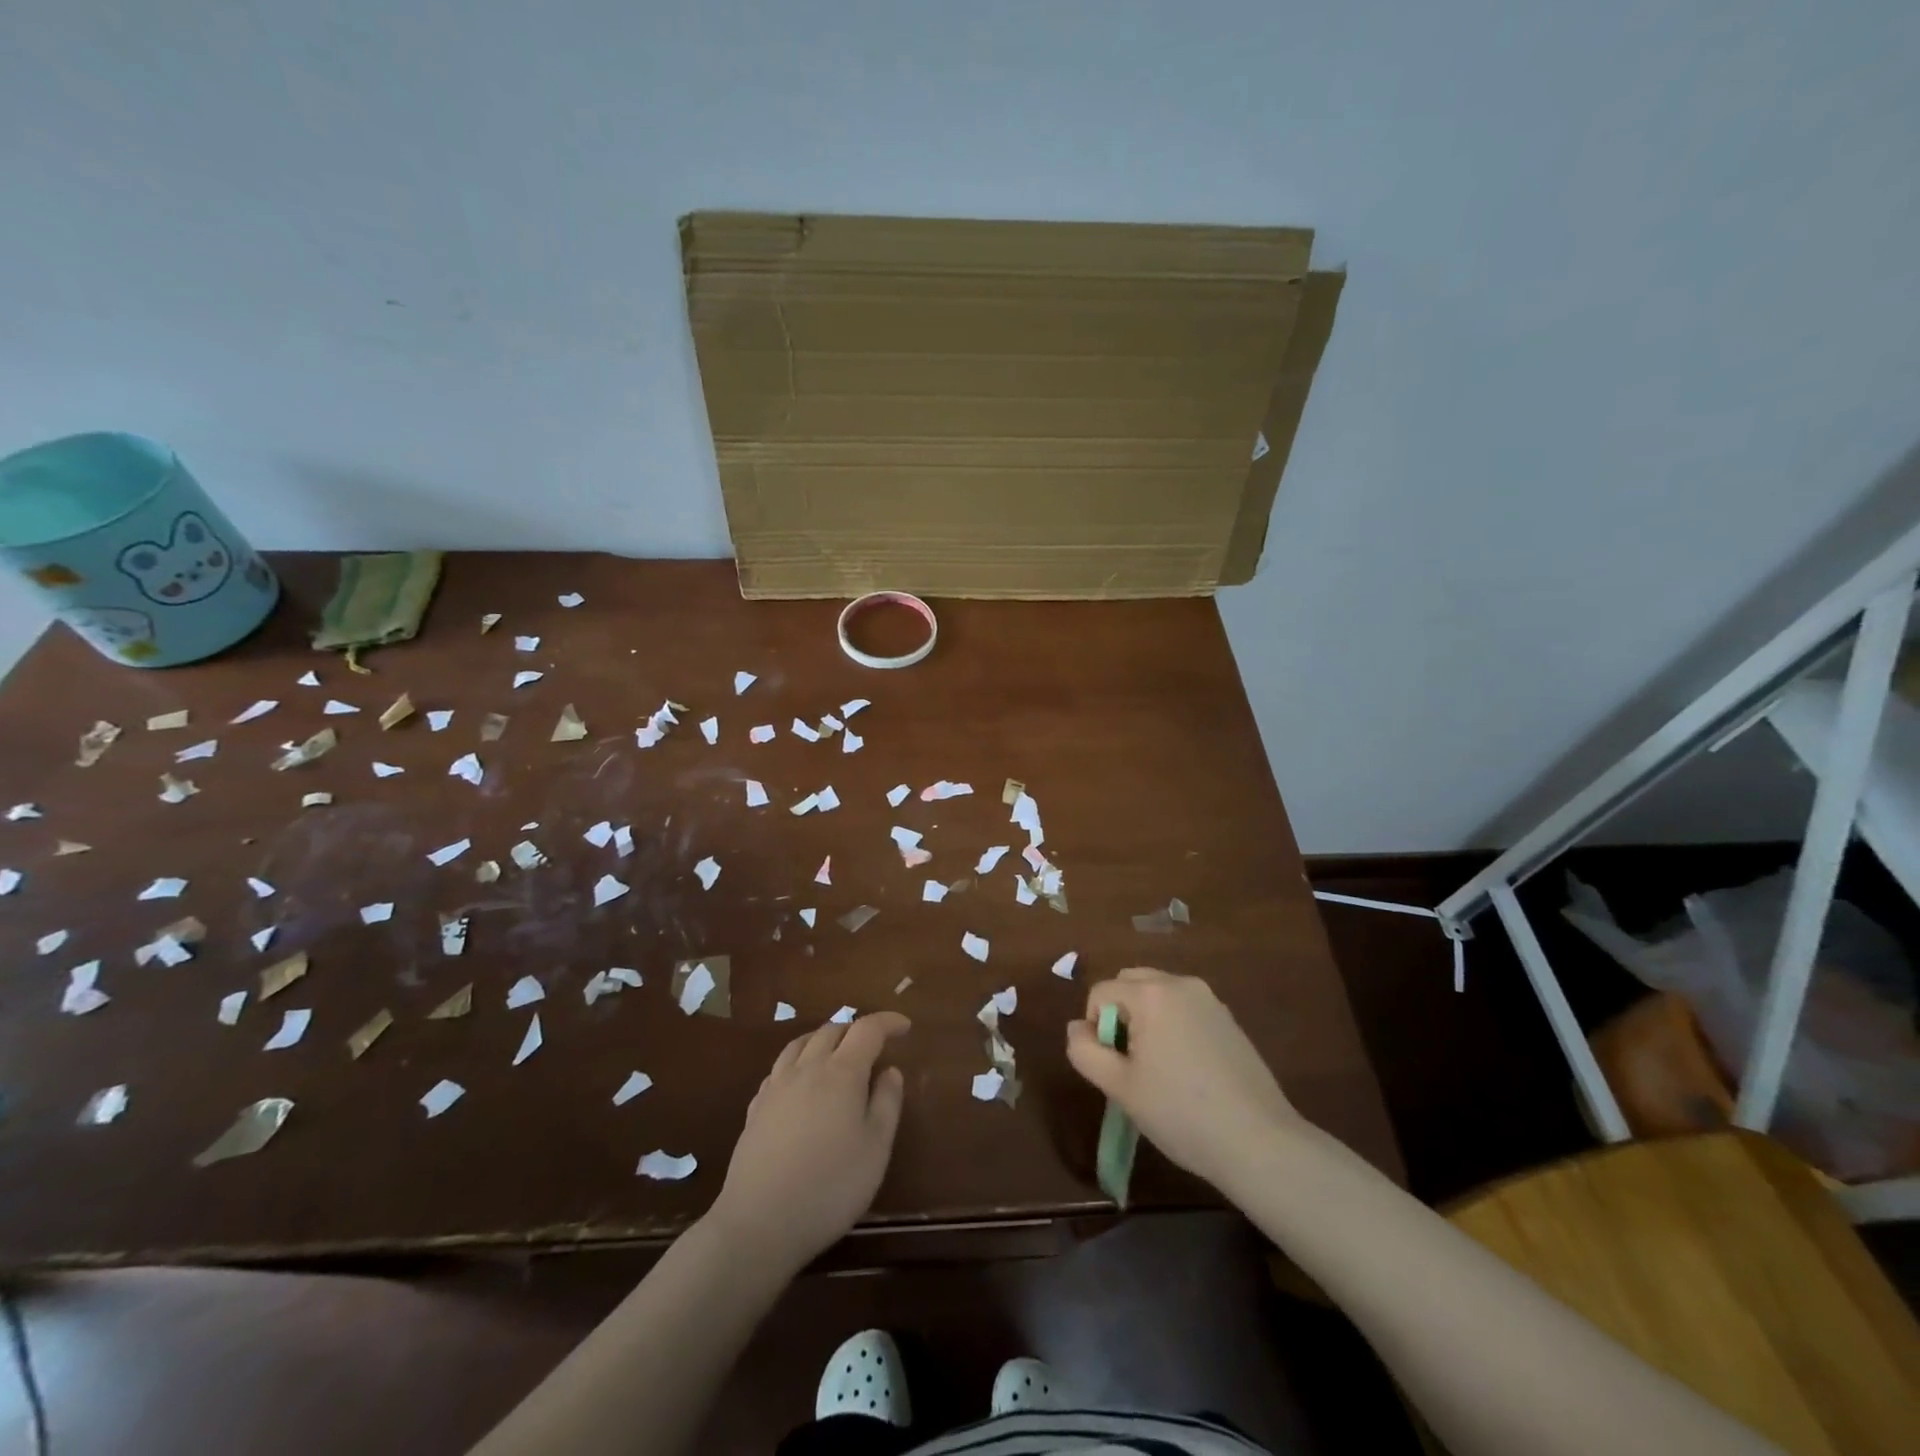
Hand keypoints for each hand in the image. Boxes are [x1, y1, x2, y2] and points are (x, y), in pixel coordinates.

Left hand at [707, 1012, 909, 1274]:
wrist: (759, 1223)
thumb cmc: (830, 1186)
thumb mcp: (876, 1149)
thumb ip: (887, 1103)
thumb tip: (890, 1070)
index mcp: (841, 1072)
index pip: (867, 1029)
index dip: (888, 1022)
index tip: (904, 1026)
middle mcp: (807, 1068)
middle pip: (832, 1030)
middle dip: (856, 1030)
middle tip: (873, 1047)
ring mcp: (776, 1086)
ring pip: (801, 1043)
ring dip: (824, 1039)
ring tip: (836, 1054)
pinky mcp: (755, 1108)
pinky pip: (780, 1067)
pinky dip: (798, 1061)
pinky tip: (801, 1082)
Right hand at [1066, 968, 1304, 1195]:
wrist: (1258, 1142)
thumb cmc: (1180, 1113)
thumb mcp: (1119, 1087)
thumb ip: (1085, 1051)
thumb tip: (1077, 1028)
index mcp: (1151, 994)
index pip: (1100, 992)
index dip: (1095, 1028)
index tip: (1113, 1067)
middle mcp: (1181, 984)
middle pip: (1130, 983)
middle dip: (1119, 1014)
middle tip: (1130, 1062)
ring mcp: (1209, 1000)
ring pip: (1158, 994)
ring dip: (1145, 1019)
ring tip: (1157, 1067)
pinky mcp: (1228, 1019)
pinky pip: (1184, 1008)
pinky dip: (1173, 1026)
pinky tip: (1187, 1070)